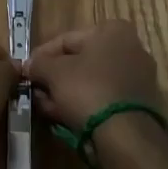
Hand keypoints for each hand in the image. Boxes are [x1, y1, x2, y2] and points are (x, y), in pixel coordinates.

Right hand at [24, 18, 163, 132]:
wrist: (126, 137)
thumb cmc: (88, 89)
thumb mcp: (54, 72)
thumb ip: (38, 64)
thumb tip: (28, 65)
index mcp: (114, 31)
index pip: (67, 39)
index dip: (43, 55)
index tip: (28, 70)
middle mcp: (131, 49)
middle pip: (81, 61)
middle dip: (55, 77)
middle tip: (35, 90)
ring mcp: (137, 79)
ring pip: (91, 82)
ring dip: (66, 92)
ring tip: (44, 106)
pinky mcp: (139, 106)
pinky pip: (103, 98)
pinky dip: (84, 104)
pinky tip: (62, 116)